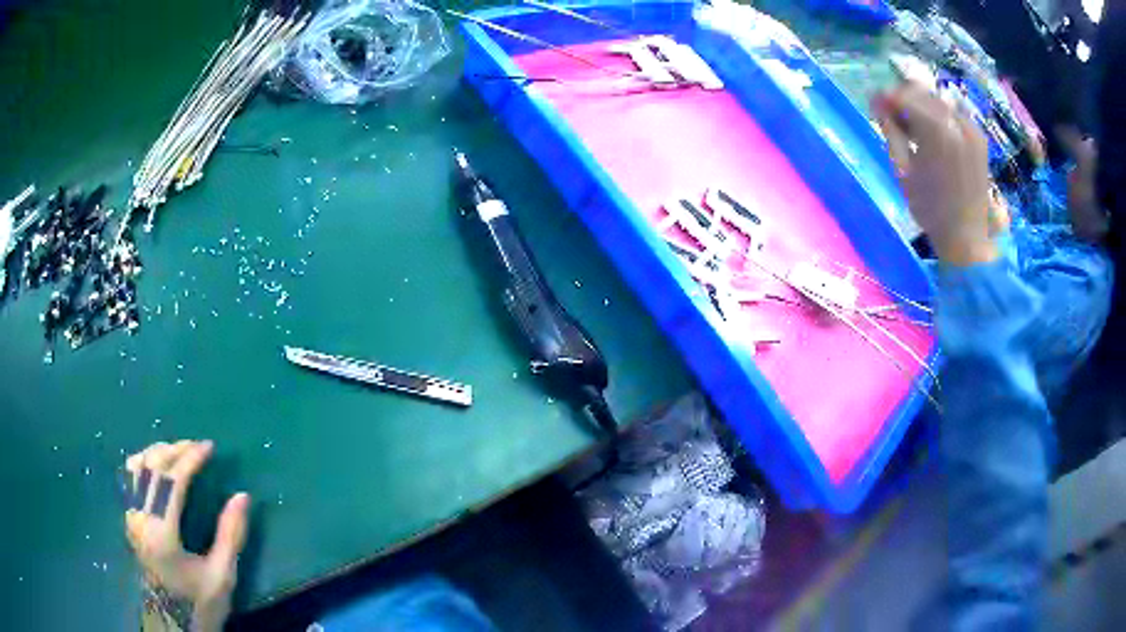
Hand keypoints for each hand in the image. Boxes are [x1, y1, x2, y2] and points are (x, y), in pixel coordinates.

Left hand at [124, 440, 249, 631]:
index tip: (209, 447)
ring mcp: (130, 518)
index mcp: (162, 533)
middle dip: (174, 449)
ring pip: (135, 467)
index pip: (172, 480)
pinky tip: (157, 468)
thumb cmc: (199, 604)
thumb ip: (231, 536)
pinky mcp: (129, 520)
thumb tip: (243, 496)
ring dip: (156, 453)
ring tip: (177, 452)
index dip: (191, 458)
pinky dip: (144, 463)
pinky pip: (130, 478)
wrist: (172, 624)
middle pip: (151, 467)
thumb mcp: (222, 577)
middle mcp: (140, 518)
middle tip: (196, 445)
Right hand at [873, 82, 997, 265]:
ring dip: (921, 107)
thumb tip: (879, 107)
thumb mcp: (903, 172)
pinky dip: (939, 117)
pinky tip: (933, 135)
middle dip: (903, 100)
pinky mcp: (978, 136)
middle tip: (892, 117)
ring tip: (913, 128)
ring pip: (937, 100)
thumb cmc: (931, 211)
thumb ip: (891, 133)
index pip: (903, 96)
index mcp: (935, 128)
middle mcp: (954, 120)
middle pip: (921, 92)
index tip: (875, 107)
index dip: (886, 99)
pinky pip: (953, 113)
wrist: (968, 237)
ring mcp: (969, 127)